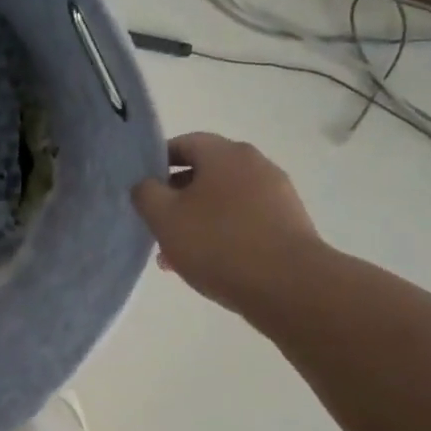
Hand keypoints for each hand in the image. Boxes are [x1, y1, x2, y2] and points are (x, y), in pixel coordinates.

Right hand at [130, 132, 325, 316]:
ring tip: (176, 255)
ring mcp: (276, 194)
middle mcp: (255, 165)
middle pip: (204, 173)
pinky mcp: (288, 224)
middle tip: (156, 225)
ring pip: (222, 201)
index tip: (140, 188)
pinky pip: (244, 221)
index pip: (184, 143)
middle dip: (175, 198)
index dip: (157, 162)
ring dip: (197, 221)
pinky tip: (208, 264)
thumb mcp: (164, 217)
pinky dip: (222, 235)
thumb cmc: (218, 243)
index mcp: (225, 154)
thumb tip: (146, 184)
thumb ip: (145, 194)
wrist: (290, 286)